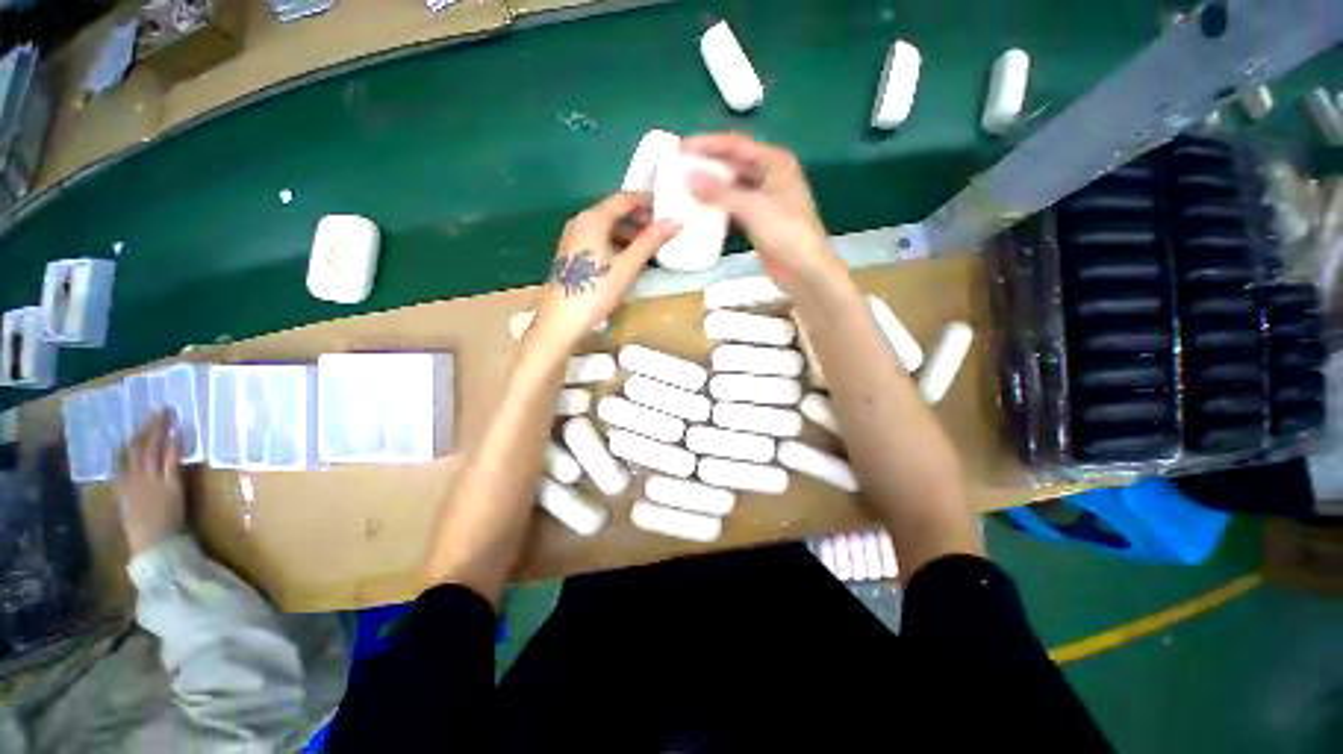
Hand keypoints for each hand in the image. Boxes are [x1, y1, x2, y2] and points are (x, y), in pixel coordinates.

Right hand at [115, 411, 185, 555]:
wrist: (154, 546)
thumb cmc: (144, 535)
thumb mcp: (130, 512)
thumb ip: (130, 496)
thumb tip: (131, 484)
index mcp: (122, 488)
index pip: (122, 459)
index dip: (129, 442)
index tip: (135, 428)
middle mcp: (134, 480)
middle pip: (137, 448)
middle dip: (146, 428)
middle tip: (155, 411)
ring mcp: (152, 480)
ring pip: (153, 448)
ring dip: (160, 429)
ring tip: (167, 412)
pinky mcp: (169, 484)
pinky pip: (171, 459)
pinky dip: (174, 444)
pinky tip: (178, 431)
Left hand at [531, 192, 679, 346]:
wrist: (561, 321)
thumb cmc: (595, 291)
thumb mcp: (627, 267)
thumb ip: (650, 242)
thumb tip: (675, 221)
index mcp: (593, 219)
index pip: (624, 199)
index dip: (647, 202)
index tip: (667, 211)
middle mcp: (580, 221)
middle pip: (613, 211)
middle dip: (638, 219)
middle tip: (661, 232)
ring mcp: (572, 237)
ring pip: (605, 226)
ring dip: (627, 233)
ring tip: (647, 248)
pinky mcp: (570, 253)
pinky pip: (597, 238)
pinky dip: (615, 242)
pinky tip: (626, 258)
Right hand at [682, 132, 839, 289]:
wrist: (803, 270)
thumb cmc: (786, 232)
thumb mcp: (752, 207)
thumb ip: (719, 192)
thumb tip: (687, 176)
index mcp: (775, 162)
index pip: (736, 145)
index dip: (708, 144)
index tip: (681, 148)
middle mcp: (769, 176)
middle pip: (733, 164)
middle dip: (707, 165)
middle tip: (679, 168)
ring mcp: (763, 200)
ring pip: (731, 187)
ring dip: (710, 188)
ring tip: (684, 188)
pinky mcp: (757, 221)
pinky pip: (732, 208)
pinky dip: (717, 208)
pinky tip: (699, 211)